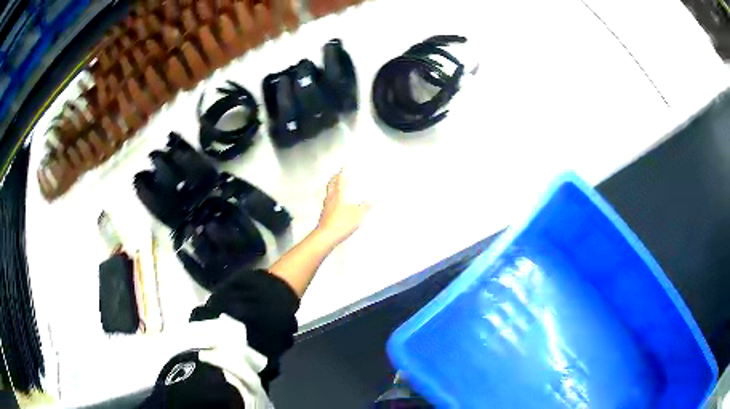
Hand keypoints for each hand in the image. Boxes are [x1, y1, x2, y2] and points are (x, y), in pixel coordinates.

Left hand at [316, 170, 370, 246]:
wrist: (326, 237)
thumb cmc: (341, 223)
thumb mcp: (358, 215)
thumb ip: (365, 207)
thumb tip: (372, 200)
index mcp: (338, 195)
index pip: (340, 180)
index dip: (343, 172)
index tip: (345, 166)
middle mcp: (330, 199)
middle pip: (331, 185)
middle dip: (334, 178)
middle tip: (337, 174)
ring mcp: (325, 207)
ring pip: (328, 193)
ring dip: (331, 188)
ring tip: (336, 187)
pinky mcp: (324, 216)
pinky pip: (327, 203)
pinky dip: (331, 199)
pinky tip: (334, 205)